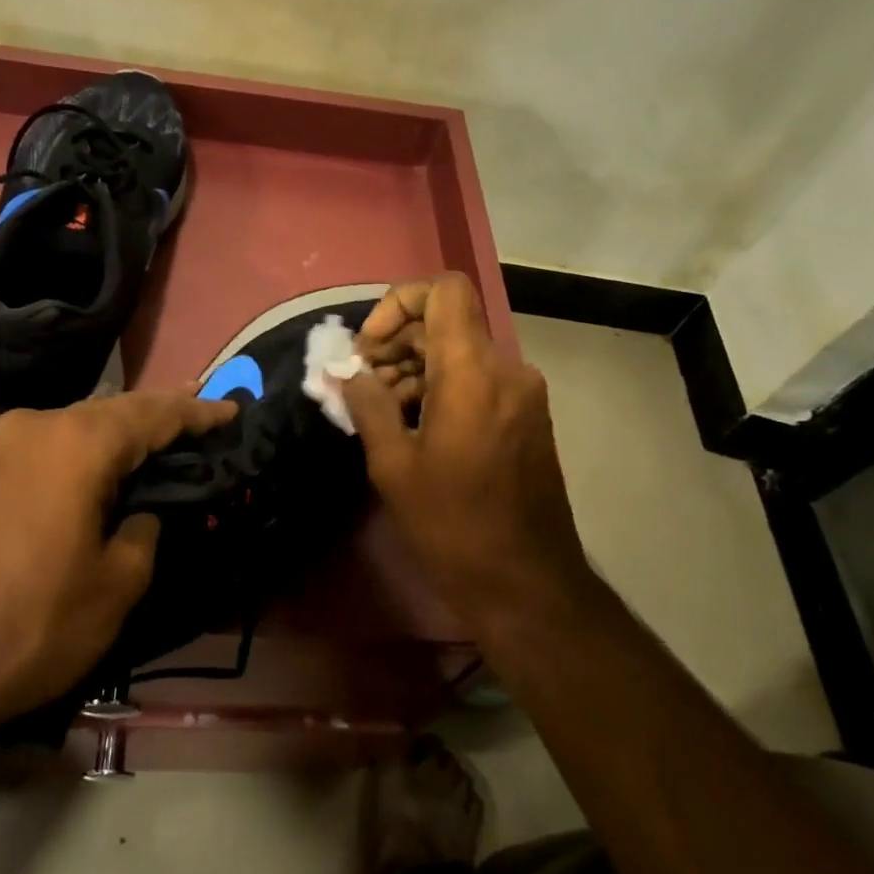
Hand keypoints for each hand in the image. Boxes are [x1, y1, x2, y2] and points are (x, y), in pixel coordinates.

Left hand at [0, 390, 237, 722]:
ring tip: (136, 450)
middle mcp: (29, 426)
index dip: (197, 412)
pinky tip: (71, 478)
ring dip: (104, 438)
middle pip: (107, 412)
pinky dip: (62, 457)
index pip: (153, 414)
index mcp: (75, 444)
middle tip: (191, 424)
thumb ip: (143, 532)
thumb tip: (137, 513)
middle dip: (152, 419)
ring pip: (63, 428)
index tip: (229, 411)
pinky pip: (27, 450)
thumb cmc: (30, 627)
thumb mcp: (116, 587)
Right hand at [343, 274, 591, 621]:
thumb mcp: (394, 466)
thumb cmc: (453, 525)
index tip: (369, 346)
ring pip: (461, 352)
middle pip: (448, 322)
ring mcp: (523, 393)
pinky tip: (413, 425)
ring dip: (416, 367)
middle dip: (397, 342)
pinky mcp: (528, 416)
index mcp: (473, 372)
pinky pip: (479, 380)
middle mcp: (506, 369)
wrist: (527, 583)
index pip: (444, 290)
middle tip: (361, 383)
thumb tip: (345, 371)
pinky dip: (442, 387)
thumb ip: (367, 404)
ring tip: (380, 410)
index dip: (399, 301)